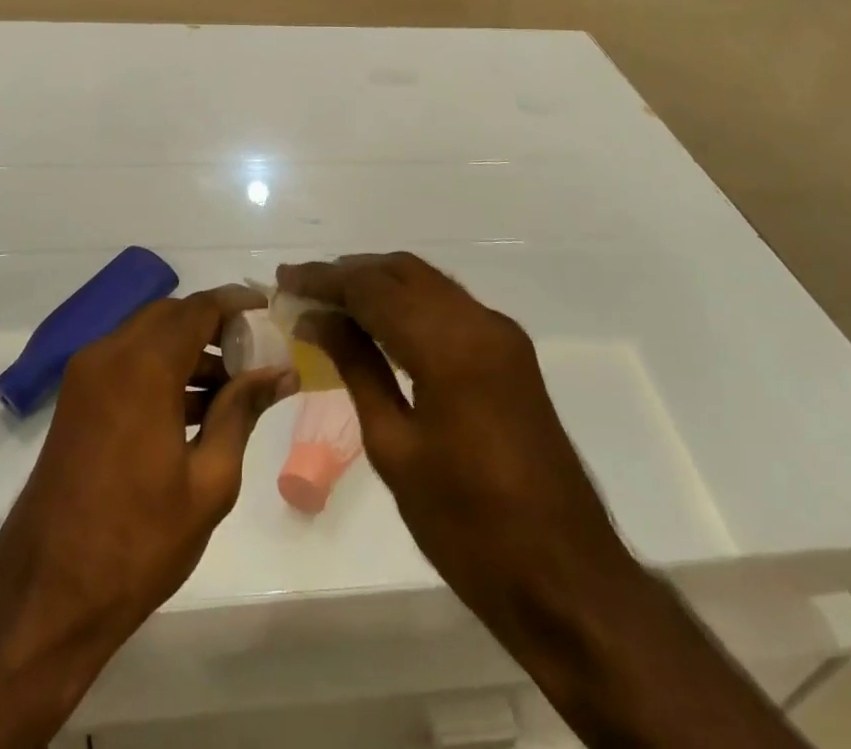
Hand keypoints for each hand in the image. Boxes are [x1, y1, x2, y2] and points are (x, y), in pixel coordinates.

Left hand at [0, 283, 299, 646]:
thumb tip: (280, 372)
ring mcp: (85, 376)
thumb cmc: (138, 542)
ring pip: (147, 336)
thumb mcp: (209, 480)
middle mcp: (108, 355)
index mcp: (143, 367)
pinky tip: (193, 408)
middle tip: (253, 350)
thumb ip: (242, 412)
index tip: (268, 308)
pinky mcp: (75, 401)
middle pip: (170, 316)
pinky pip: (126, 362)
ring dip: (187, 348)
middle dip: (213, 325)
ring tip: (231, 386)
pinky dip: (160, 368)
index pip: (198, 309)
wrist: (46, 597)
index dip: (236, 303)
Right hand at [279, 254, 805, 748]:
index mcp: (450, 345)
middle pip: (402, 271)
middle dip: (349, 273)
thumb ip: (357, 368)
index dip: (324, 279)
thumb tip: (318, 319)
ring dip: (378, 283)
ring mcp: (501, 334)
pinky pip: (448, 306)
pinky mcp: (510, 353)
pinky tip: (377, 323)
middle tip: (301, 285)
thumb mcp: (396, 448)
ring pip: (427, 283)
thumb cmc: (468, 527)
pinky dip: (408, 302)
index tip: (284, 279)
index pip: (373, 288)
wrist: (566, 578)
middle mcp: (480, 322)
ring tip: (329, 300)